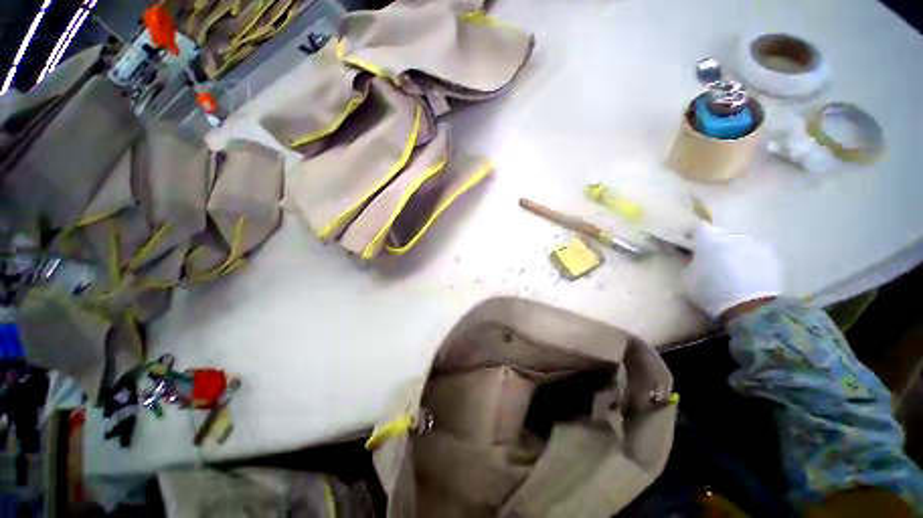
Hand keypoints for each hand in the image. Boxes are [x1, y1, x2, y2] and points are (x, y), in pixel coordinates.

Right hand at [682, 224, 781, 319]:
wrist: (748, 306)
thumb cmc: (710, 291)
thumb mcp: (687, 279)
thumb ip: (691, 264)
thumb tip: (695, 260)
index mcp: (709, 241)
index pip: (700, 228)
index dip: (697, 235)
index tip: (694, 244)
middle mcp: (733, 237)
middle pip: (723, 234)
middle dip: (718, 244)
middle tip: (714, 259)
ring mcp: (755, 245)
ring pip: (742, 243)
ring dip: (737, 251)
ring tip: (734, 268)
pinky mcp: (772, 257)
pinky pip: (758, 254)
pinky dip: (752, 261)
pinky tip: (749, 275)